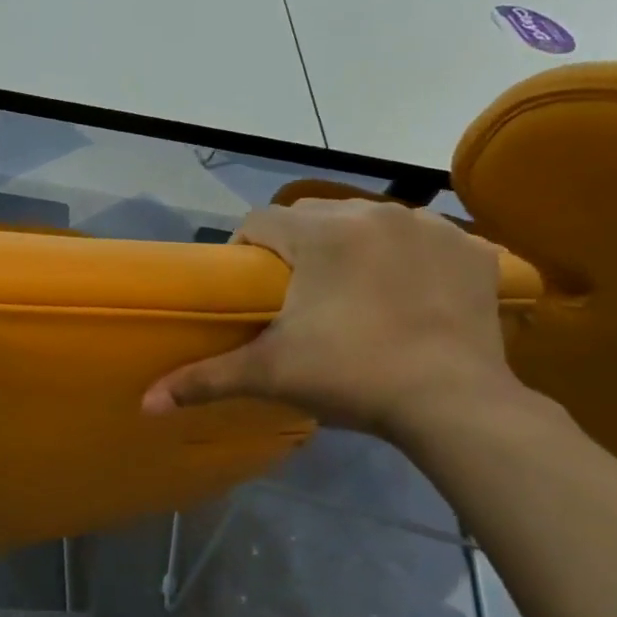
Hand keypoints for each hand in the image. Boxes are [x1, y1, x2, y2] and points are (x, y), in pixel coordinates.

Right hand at [142, 198, 522, 439]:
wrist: (455, 403)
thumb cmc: (353, 377)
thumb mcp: (271, 375)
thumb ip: (205, 379)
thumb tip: (145, 403)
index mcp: (321, 234)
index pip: (260, 221)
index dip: (246, 250)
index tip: (251, 288)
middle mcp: (373, 213)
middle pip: (314, 217)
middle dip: (297, 248)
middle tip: (296, 296)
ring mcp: (429, 226)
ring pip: (368, 222)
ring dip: (351, 248)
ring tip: (351, 295)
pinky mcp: (470, 248)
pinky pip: (423, 239)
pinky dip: (407, 257)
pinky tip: (407, 294)